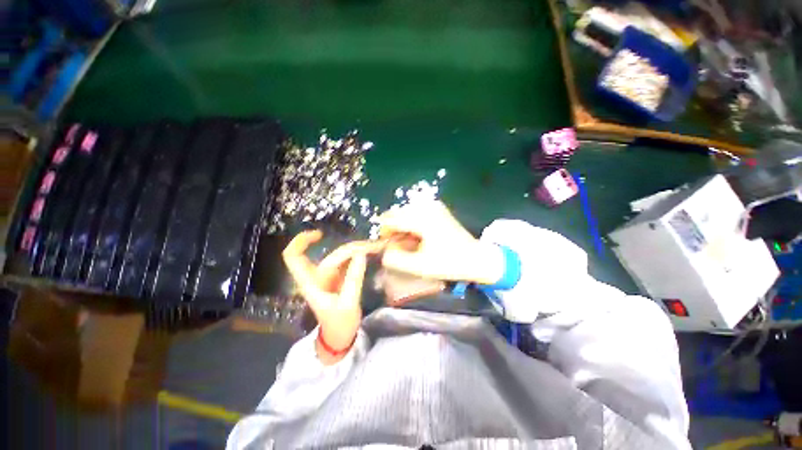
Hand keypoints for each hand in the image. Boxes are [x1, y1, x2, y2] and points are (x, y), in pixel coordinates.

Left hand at [282, 230, 380, 363]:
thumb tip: (361, 254)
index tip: (320, 234)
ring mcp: (329, 276)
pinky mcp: (339, 277)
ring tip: (376, 247)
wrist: (340, 337)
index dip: (301, 241)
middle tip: (374, 247)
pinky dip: (359, 255)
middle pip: (331, 255)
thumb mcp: (348, 303)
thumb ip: (353, 279)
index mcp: (310, 283)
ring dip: (358, 250)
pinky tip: (371, 252)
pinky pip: (348, 261)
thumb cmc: (339, 324)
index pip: (293, 257)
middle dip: (352, 249)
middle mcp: (317, 276)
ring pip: (341, 256)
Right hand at [378, 200, 504, 284]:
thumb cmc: (449, 263)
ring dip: (402, 226)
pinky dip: (412, 223)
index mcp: (421, 219)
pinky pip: (416, 212)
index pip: (391, 220)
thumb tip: (384, 252)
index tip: (384, 246)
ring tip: (408, 243)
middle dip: (393, 229)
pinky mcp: (438, 209)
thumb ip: (396, 260)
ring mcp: (433, 206)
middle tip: (397, 247)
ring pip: (406, 213)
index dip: (384, 233)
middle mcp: (426, 207)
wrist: (476, 258)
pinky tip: (417, 236)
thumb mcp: (420, 266)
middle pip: (397, 214)